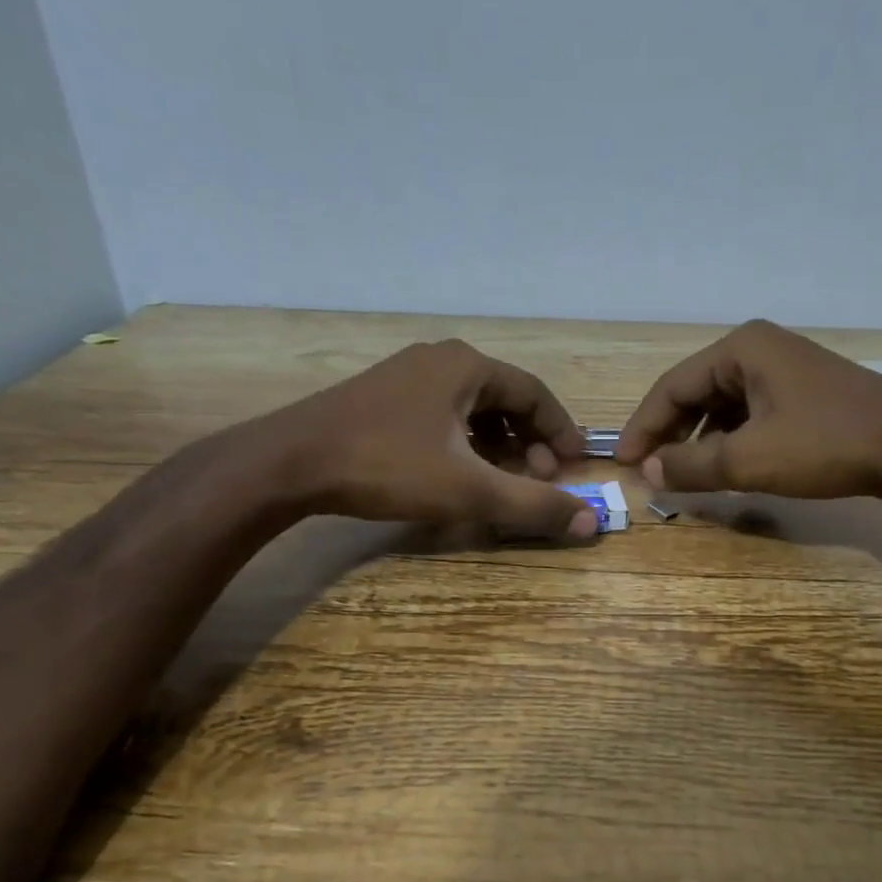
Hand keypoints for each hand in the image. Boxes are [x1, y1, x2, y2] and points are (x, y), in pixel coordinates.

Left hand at [264, 339, 598, 537]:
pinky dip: (464, 440)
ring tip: (503, 477)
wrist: (289, 462)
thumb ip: (532, 505)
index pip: (535, 393)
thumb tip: (591, 521)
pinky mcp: (382, 396)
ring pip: (472, 407)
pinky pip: (442, 413)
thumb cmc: (387, 467)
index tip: (575, 463)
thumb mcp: (469, 490)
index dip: (561, 430)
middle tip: (538, 477)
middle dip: (529, 440)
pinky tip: (458, 470)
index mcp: (467, 367)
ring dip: (497, 442)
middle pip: (504, 398)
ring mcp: (407, 374)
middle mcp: (440, 360)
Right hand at [617, 319, 881, 500]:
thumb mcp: (748, 459)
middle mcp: (759, 349)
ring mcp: (785, 368)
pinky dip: (730, 438)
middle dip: (671, 433)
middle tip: (651, 470)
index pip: (672, 387)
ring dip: (700, 439)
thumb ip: (691, 465)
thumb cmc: (824, 444)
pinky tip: (727, 465)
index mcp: (740, 349)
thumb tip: (649, 471)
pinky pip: (750, 412)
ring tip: (685, 473)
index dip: (643, 427)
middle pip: (695, 392)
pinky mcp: (805, 392)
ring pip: (723, 404)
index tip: (625, 463)